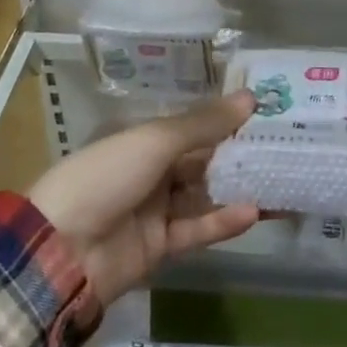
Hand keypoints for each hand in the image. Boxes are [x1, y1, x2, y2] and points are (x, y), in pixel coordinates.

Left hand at [28, 91, 260, 307]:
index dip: (227, 121)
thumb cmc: (107, 176)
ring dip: (237, 190)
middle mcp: (151, 171)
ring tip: (280, 183)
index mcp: (144, 139)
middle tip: (284, 151)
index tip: (266, 115)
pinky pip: (196, 230)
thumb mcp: (156, 142)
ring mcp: (155, 210)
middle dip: (238, 157)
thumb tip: (250, 98)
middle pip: (202, 161)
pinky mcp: (159, 247)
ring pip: (204, 196)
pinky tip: (254, 213)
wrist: (61, 249)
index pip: (193, 127)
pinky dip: (222, 222)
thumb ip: (204, 124)